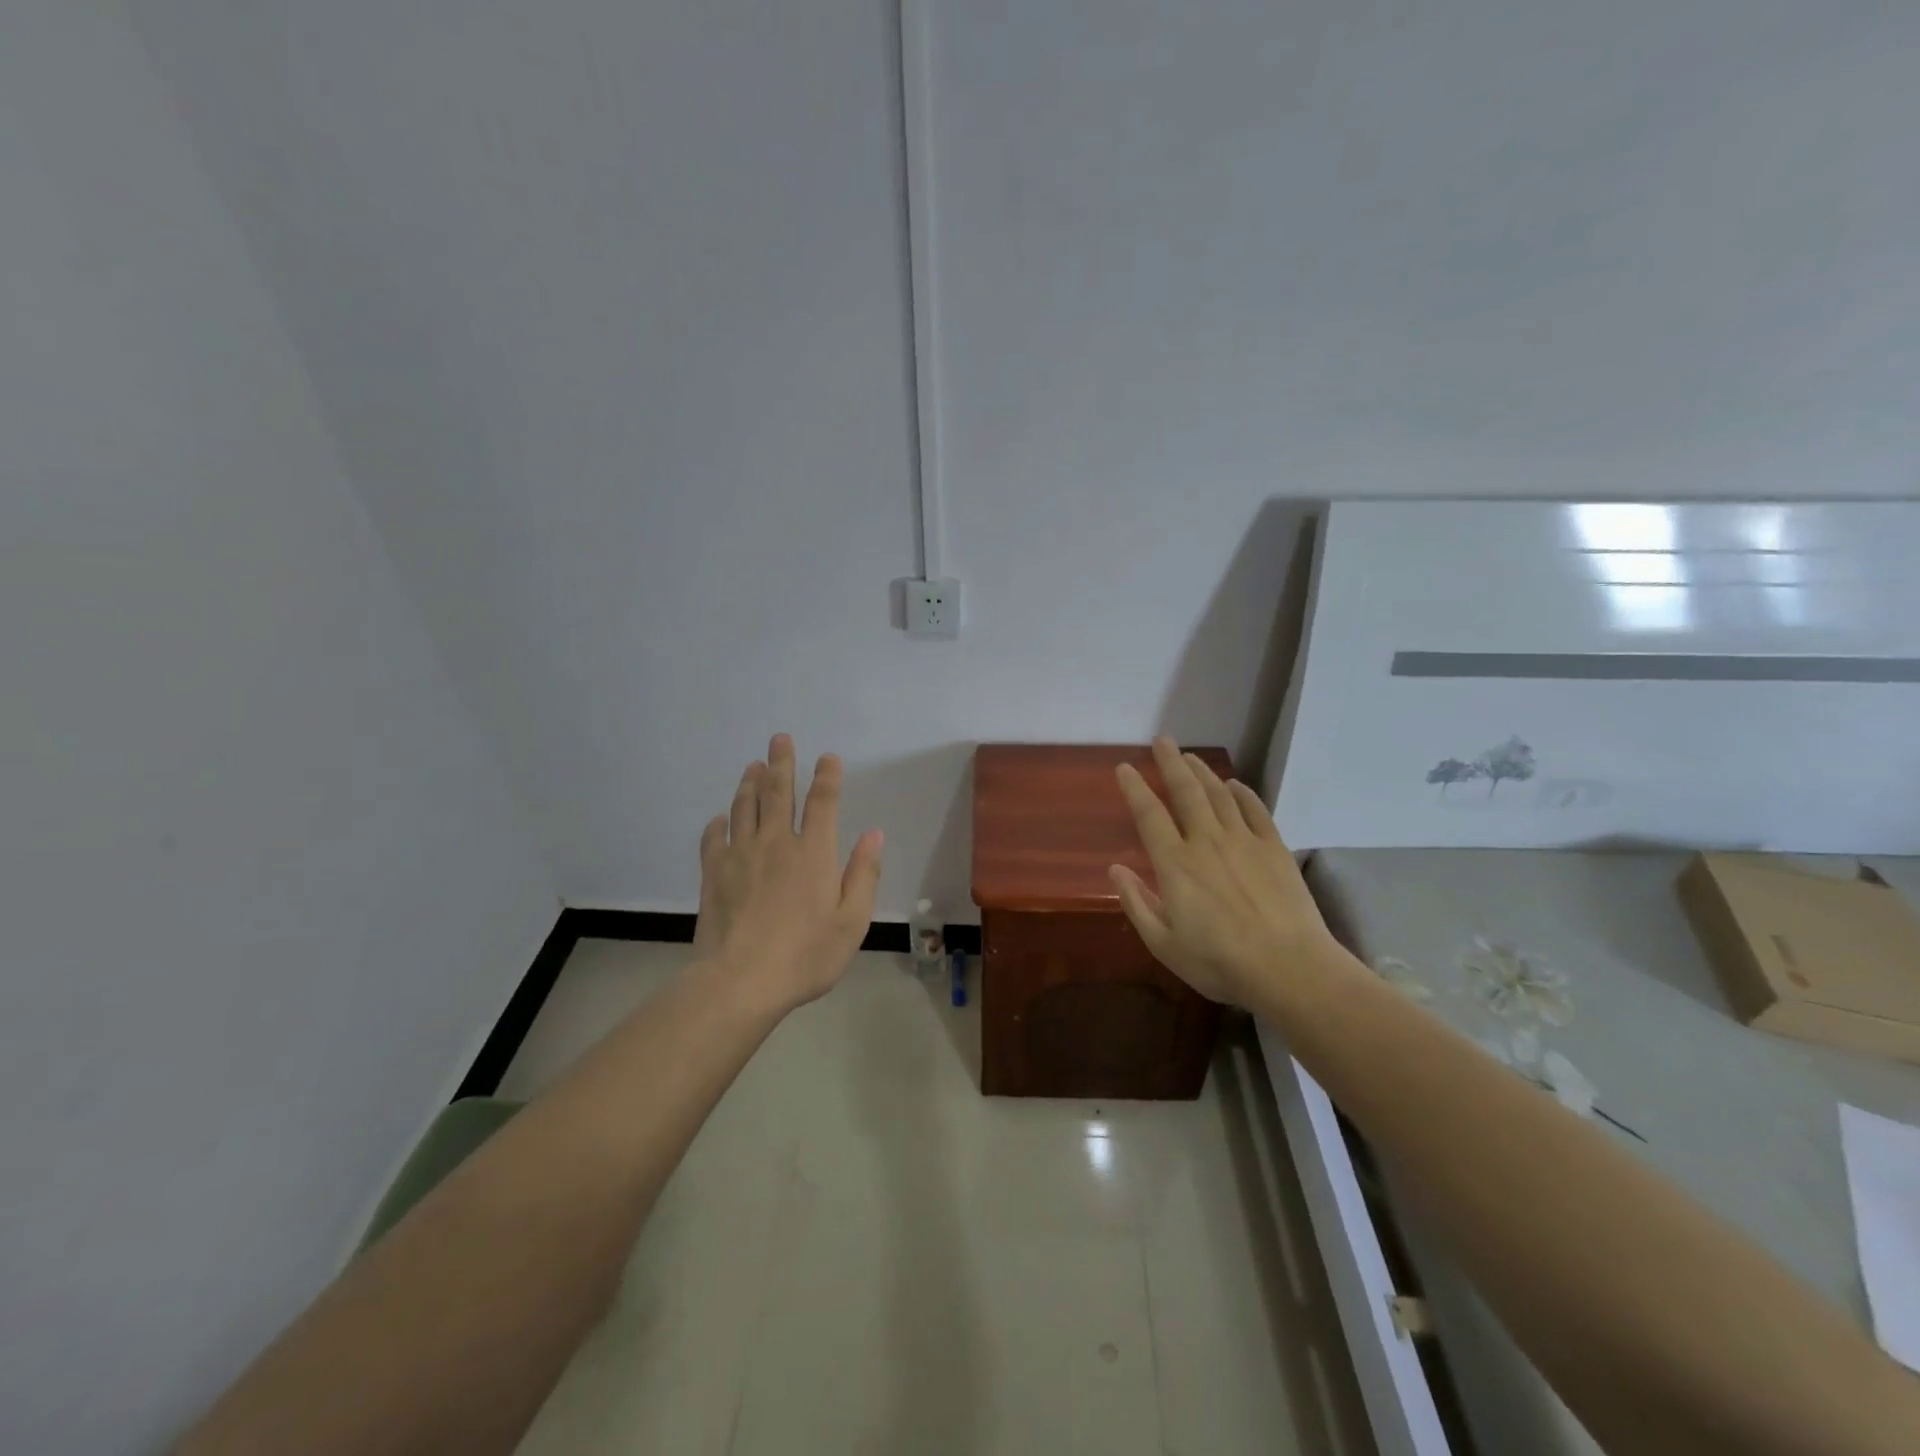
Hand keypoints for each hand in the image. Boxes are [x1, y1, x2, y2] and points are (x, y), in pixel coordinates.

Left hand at [693, 734, 882, 1014]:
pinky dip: (718, 823)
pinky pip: (714, 838)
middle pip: (779, 792)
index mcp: (814, 853)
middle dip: (782, 762)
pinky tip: (720, 818)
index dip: (827, 776)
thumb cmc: (805, 955)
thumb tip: (873, 834)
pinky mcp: (714, 873)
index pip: (823, 802)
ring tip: (753, 765)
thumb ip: (864, 875)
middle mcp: (777, 843)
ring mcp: (741, 855)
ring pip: (745, 807)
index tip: (828, 757)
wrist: (740, 982)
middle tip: (780, 738)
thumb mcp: (851, 922)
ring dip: (751, 783)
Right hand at [1109, 737, 1344, 1007]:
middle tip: (1163, 740)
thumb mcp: (1164, 944)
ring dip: (1202, 772)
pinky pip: (1256, 810)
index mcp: (1175, 864)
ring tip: (1190, 756)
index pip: (1149, 814)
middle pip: (1185, 792)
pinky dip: (1242, 793)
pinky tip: (1234, 785)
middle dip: (1171, 763)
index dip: (1134, 788)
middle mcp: (1206, 841)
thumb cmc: (1219, 962)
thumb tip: (1114, 870)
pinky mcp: (1275, 849)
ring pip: (1219, 795)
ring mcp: (1244, 841)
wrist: (1290, 968)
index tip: (1125, 768)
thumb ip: (1137, 903)